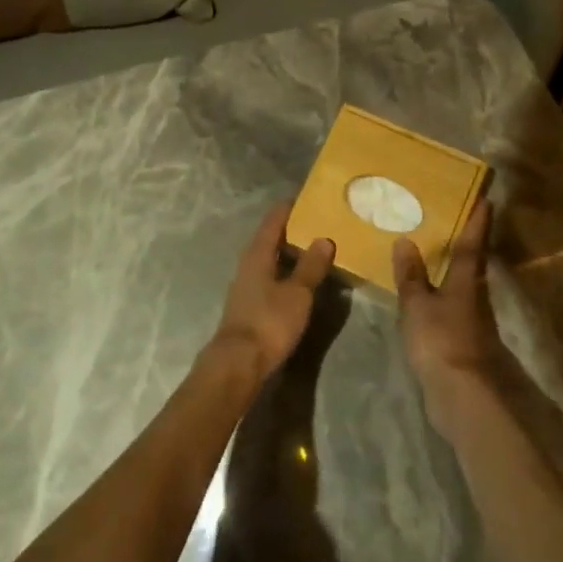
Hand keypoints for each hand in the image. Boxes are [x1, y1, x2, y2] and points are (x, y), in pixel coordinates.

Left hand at [208, 202, 333, 380]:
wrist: (238, 363)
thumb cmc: (269, 322)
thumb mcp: (298, 293)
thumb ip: (311, 266)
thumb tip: (324, 238)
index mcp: (257, 253)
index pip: (274, 219)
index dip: (290, 207)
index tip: (309, 198)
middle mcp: (249, 264)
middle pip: (271, 238)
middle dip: (294, 230)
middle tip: (320, 223)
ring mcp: (247, 285)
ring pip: (271, 259)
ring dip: (291, 253)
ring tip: (316, 250)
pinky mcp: (250, 305)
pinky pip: (271, 278)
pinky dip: (287, 273)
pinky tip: (302, 281)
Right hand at [394, 201, 504, 431]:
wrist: (460, 395)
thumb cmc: (439, 340)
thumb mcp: (417, 304)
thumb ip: (410, 275)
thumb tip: (405, 240)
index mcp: (465, 282)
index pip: (472, 245)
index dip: (477, 222)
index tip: (485, 200)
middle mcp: (474, 297)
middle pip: (472, 264)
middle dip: (466, 243)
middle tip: (452, 220)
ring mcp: (472, 321)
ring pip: (463, 286)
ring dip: (452, 270)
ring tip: (432, 254)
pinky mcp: (464, 341)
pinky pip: (452, 307)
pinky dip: (441, 295)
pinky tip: (427, 295)